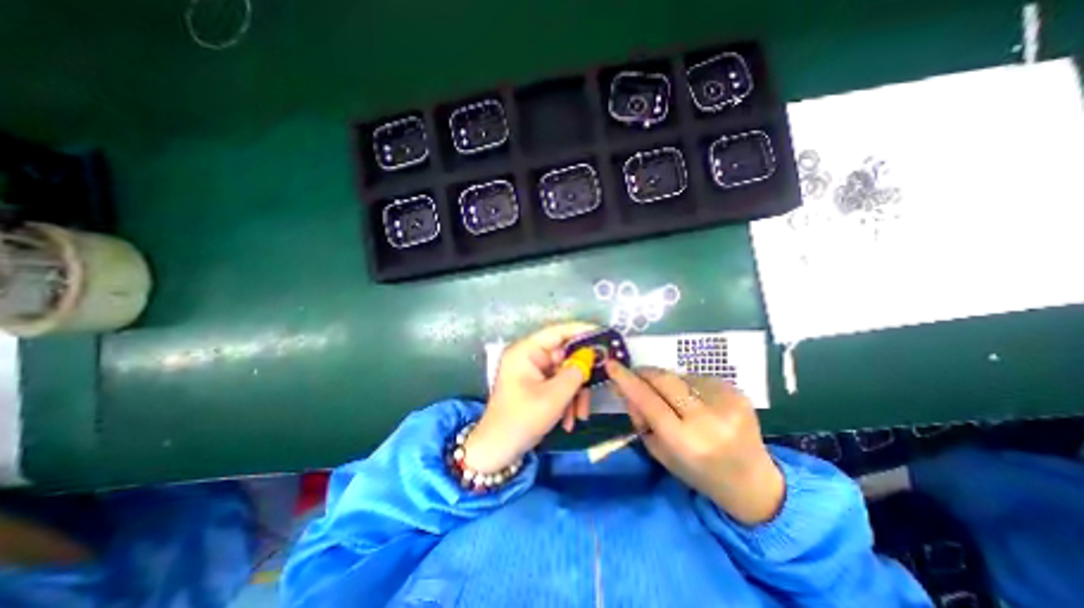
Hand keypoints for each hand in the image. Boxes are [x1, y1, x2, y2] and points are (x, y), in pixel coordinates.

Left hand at [463, 326, 595, 471]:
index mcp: (526, 351)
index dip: (581, 330)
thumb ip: (575, 374)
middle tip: (599, 383)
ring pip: (564, 373)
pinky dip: (567, 400)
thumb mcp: (553, 397)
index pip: (557, 331)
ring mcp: (533, 372)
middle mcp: (529, 357)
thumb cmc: (521, 420)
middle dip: (581, 375)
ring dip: (575, 393)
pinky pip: (558, 385)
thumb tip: (590, 357)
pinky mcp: (536, 385)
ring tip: (580, 415)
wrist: (497, 450)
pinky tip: (569, 420)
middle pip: (564, 355)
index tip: (604, 335)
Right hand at [606, 361, 783, 526]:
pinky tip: (695, 401)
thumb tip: (626, 387)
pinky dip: (688, 385)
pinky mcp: (738, 393)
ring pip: (681, 376)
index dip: (627, 380)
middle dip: (645, 373)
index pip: (648, 401)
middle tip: (635, 374)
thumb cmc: (698, 472)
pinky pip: (699, 378)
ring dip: (668, 382)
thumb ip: (640, 418)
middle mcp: (707, 420)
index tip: (611, 365)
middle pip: (665, 380)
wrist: (752, 482)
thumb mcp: (659, 452)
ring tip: (673, 399)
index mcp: (685, 441)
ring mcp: (727, 404)